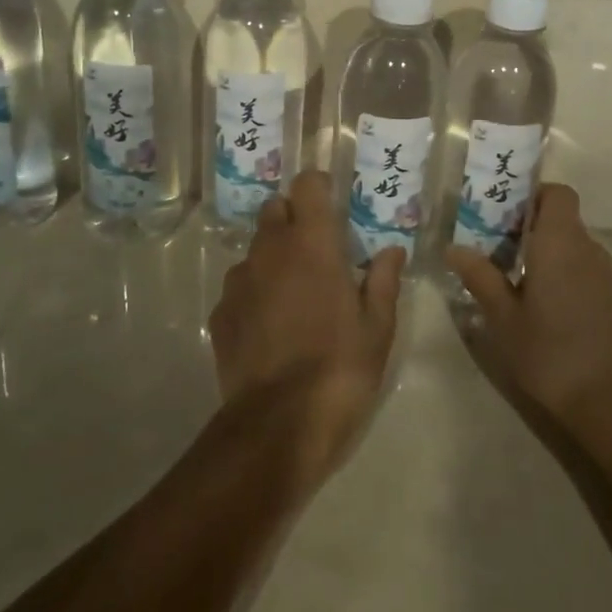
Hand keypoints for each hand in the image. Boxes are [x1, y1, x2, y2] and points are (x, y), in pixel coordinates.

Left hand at [210, 170, 402, 486]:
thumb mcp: (377, 328)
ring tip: (294, 294)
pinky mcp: (220, 314)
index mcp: (313, 244)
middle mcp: (270, 251)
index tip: (332, 205)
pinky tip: (270, 326)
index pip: (307, 185)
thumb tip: (391, 252)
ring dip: (273, 257)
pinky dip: (254, 293)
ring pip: (255, 249)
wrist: (277, 426)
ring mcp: (239, 281)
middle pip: (275, 209)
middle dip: (294, 218)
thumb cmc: (340, 368)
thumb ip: (384, 281)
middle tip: (317, 250)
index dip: (319, 188)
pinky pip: (239, 287)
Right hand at [446, 183, 611, 423]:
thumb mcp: (503, 318)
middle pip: (564, 221)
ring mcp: (609, 276)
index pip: (558, 193)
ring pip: (577, 249)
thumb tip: (454, 248)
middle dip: (534, 230)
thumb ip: (480, 278)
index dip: (535, 196)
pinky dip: (570, 280)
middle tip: (500, 254)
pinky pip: (590, 274)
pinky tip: (553, 315)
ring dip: (552, 257)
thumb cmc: (550, 354)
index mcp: (560, 243)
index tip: (507, 217)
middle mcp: (589, 250)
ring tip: (522, 287)